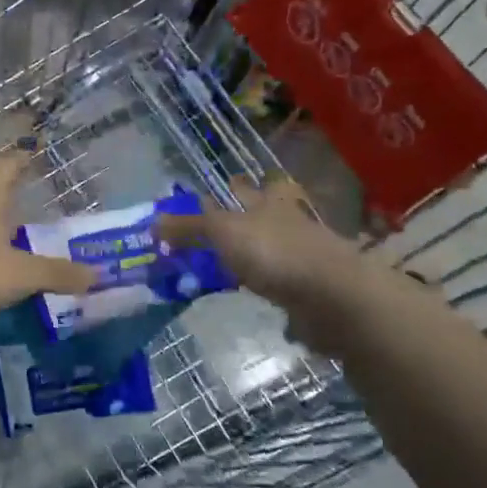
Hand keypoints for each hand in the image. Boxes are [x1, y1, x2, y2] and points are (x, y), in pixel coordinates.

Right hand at [156, 175, 372, 349]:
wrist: (333, 296)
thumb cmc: (275, 252)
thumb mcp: (224, 233)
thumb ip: (191, 227)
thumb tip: (153, 221)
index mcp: (267, 201)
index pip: (245, 188)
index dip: (230, 188)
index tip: (211, 193)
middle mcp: (287, 222)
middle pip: (263, 215)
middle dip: (246, 220)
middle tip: (217, 233)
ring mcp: (303, 256)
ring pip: (274, 249)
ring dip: (257, 256)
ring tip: (231, 267)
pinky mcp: (310, 288)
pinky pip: (285, 284)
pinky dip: (273, 289)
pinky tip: (261, 300)